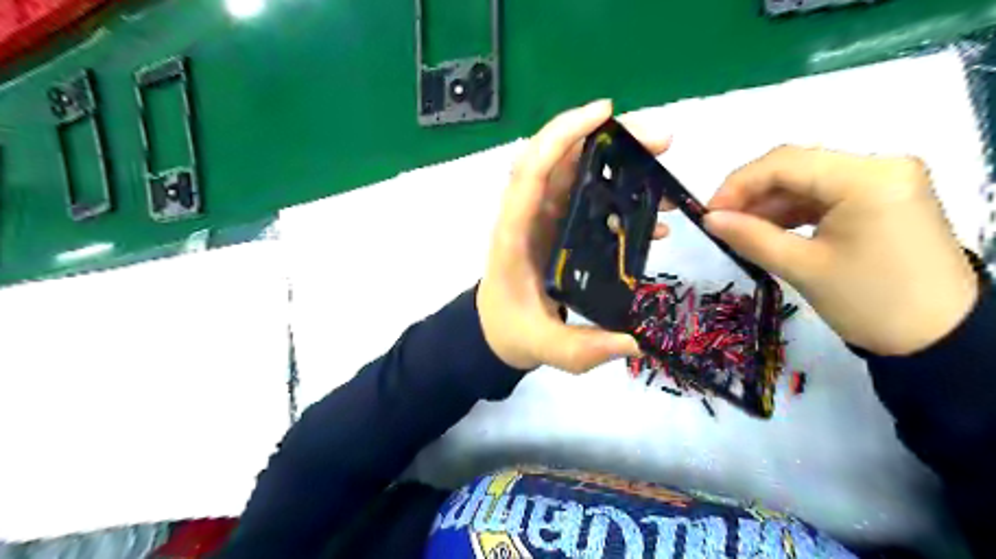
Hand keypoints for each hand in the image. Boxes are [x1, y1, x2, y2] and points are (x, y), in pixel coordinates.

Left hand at [477, 99, 671, 371]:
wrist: (498, 332)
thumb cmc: (513, 332)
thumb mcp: (547, 348)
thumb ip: (586, 348)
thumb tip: (637, 341)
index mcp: (515, 234)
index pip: (531, 172)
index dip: (561, 136)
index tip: (603, 114)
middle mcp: (529, 217)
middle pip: (563, 162)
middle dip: (609, 141)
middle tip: (660, 142)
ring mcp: (545, 220)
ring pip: (579, 175)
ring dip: (620, 164)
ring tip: (665, 169)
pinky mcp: (560, 228)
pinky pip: (589, 200)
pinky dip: (620, 198)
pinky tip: (653, 216)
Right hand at [702, 145, 977, 353]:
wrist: (938, 338)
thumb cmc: (869, 302)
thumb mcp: (801, 268)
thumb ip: (750, 236)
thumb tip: (709, 219)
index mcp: (867, 178)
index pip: (786, 162)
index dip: (739, 184)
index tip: (709, 213)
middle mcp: (880, 165)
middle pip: (797, 165)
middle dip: (752, 192)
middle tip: (721, 222)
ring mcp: (885, 180)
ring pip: (808, 179)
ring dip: (770, 202)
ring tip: (741, 230)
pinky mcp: (884, 197)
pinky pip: (825, 194)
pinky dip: (793, 210)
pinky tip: (770, 229)